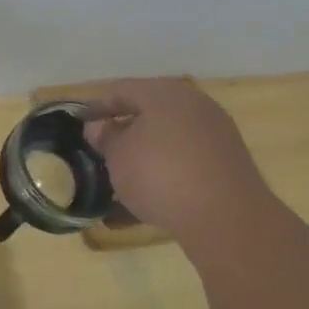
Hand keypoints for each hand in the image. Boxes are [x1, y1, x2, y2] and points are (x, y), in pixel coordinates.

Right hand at [79, 79, 276, 254]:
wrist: (226, 217)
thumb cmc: (160, 175)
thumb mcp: (119, 156)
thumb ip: (105, 137)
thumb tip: (100, 127)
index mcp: (164, 92)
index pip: (122, 90)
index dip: (97, 107)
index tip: (80, 124)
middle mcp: (193, 104)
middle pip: (149, 111)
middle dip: (125, 129)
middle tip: (103, 149)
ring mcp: (215, 132)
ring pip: (169, 138)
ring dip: (146, 154)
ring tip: (124, 177)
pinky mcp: (228, 162)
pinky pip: (187, 161)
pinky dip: (167, 173)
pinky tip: (151, 198)